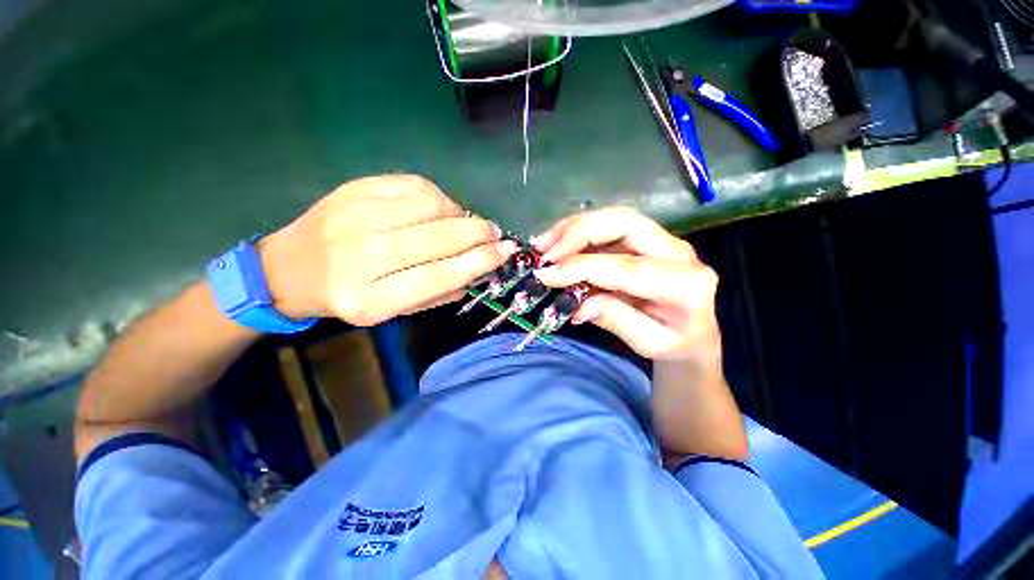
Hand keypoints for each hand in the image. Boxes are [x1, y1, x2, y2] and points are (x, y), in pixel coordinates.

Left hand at [257, 175, 516, 325]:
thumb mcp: (391, 312)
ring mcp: (354, 217)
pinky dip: (438, 197)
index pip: (440, 275)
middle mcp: (361, 257)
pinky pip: (413, 185)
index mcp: (370, 299)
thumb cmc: (349, 297)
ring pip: (431, 205)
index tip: (505, 252)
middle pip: (439, 237)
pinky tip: (439, 209)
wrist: (289, 268)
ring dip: (460, 214)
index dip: (479, 262)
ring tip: (464, 224)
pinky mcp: (353, 189)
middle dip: (479, 233)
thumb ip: (437, 293)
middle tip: (495, 234)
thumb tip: (478, 270)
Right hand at [532, 207, 720, 362]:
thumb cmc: (676, 343)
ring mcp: (663, 240)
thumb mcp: (649, 343)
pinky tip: (557, 243)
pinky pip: (609, 226)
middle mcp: (677, 252)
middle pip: (623, 223)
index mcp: (685, 284)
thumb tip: (577, 304)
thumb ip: (615, 320)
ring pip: (614, 218)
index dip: (581, 267)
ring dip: (573, 227)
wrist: (697, 332)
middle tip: (545, 251)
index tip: (546, 274)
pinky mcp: (647, 239)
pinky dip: (578, 231)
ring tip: (543, 245)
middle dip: (578, 232)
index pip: (625, 267)